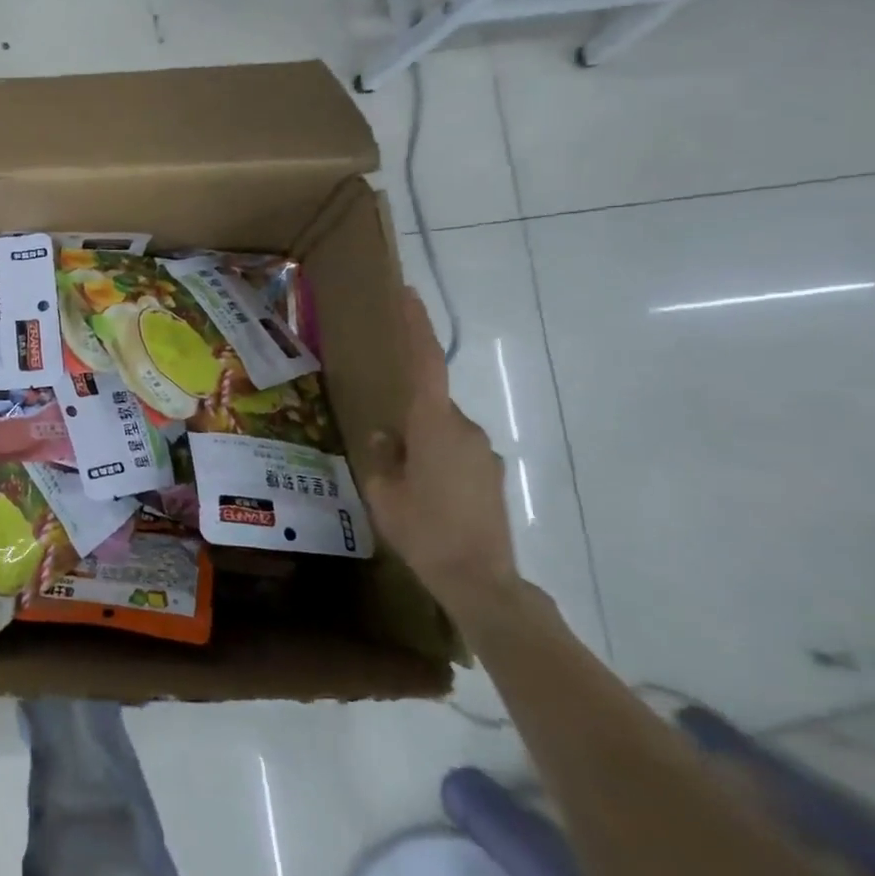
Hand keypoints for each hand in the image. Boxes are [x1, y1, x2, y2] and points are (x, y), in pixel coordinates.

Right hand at [360, 287, 518, 619]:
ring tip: (402, 484)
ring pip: (442, 432)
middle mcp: (464, 430)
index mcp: (434, 426)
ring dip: (421, 445)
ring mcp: (483, 453)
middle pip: (429, 404)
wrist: (481, 581)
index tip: (409, 294)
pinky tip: (426, 497)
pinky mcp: (492, 475)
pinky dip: (437, 462)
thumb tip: (386, 435)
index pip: (426, 364)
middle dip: (406, 417)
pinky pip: (456, 453)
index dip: (417, 327)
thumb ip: (383, 454)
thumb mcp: (384, 491)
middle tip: (383, 449)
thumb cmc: (423, 530)